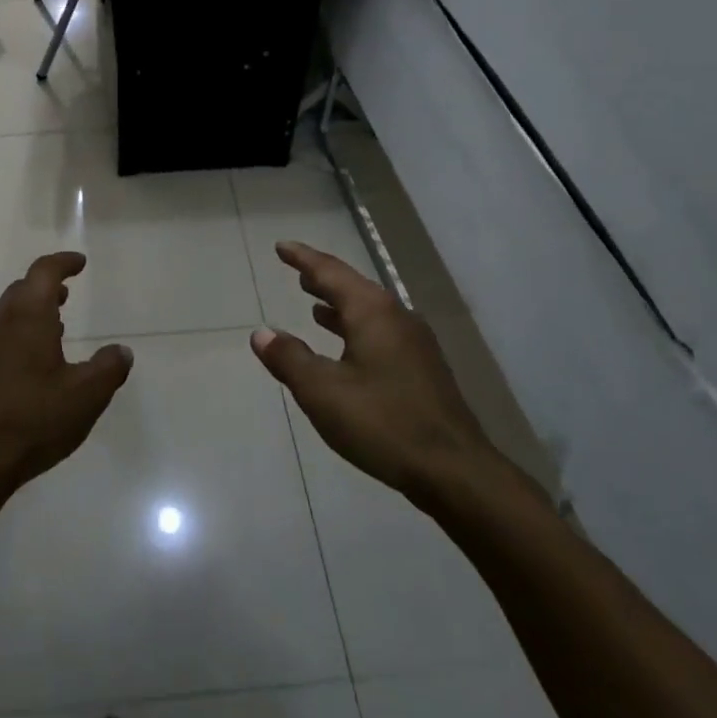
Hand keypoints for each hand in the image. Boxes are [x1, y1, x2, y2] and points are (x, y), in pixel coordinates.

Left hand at [0, 252, 132, 498]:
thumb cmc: (33, 418)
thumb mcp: (86, 395)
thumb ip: (108, 368)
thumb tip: (122, 351)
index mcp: (27, 316)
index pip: (44, 272)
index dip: (63, 263)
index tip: (80, 263)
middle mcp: (1, 323)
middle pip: (22, 290)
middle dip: (46, 286)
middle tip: (67, 292)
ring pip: (9, 314)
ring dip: (33, 311)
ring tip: (57, 324)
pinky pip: (1, 336)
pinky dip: (21, 333)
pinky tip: (36, 361)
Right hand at [250, 242, 501, 506]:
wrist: (454, 470)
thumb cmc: (383, 423)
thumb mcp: (323, 391)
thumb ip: (289, 358)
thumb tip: (262, 333)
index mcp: (373, 312)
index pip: (331, 272)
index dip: (303, 259)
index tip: (281, 247)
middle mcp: (397, 317)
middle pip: (353, 288)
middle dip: (323, 280)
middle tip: (297, 272)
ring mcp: (415, 343)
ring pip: (369, 312)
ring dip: (340, 306)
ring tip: (315, 305)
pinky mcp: (423, 369)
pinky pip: (381, 333)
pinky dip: (356, 329)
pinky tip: (347, 348)